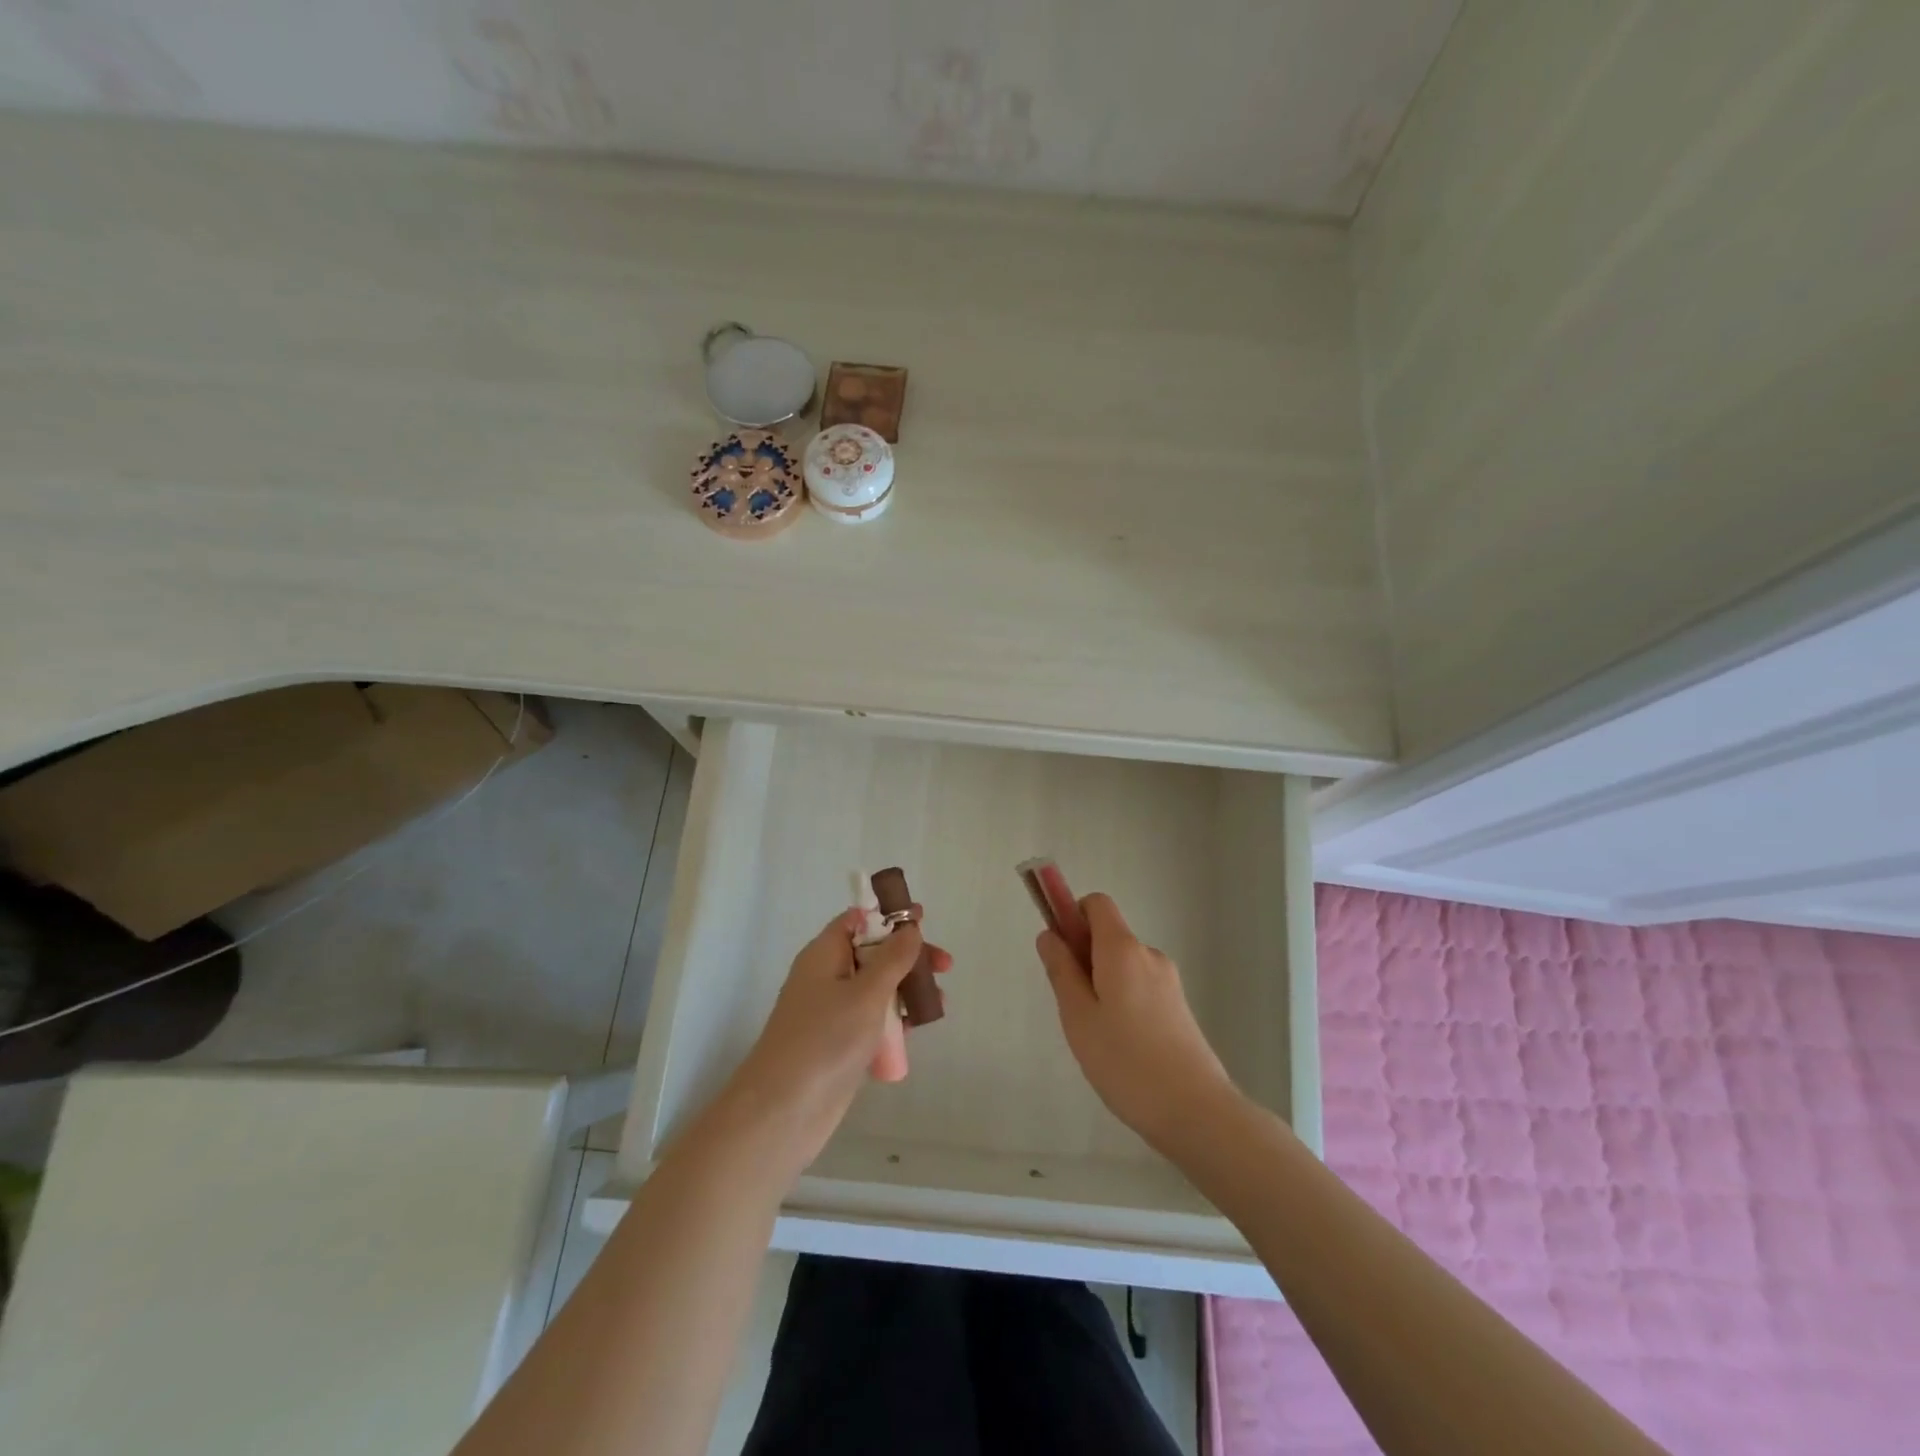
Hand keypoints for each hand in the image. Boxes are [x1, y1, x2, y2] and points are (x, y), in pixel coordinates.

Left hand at [723, 906, 951, 1176]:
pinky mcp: (839, 1045)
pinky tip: (916, 1030)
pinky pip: (872, 1020)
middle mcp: (826, 978)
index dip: (888, 917)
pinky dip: (894, 1020)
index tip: (921, 920)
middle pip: (872, 954)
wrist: (783, 1112)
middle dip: (908, 957)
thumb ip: (892, 958)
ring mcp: (831, 1013)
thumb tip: (908, 927)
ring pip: (875, 989)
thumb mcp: (866, 993)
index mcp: (823, 955)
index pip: (857, 921)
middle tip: (944, 967)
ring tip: (938, 1003)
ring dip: (906, 990)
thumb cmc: (825, 1040)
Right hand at [1037, 893, 1235, 1153]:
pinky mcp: (1179, 1007)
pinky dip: (1122, 1002)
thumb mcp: (1078, 1016)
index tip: (1059, 952)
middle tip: (1072, 1008)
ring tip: (1096, 1037)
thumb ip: (1061, 970)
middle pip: (1108, 936)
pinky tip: (1121, 1047)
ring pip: (1123, 967)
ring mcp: (1168, 981)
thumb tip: (1049, 935)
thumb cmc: (1125, 1061)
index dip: (1072, 916)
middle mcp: (1149, 955)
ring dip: (1102, 985)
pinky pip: (1139, 987)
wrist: (1195, 1111)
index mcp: (1123, 949)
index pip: (1097, 904)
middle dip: (1083, 959)